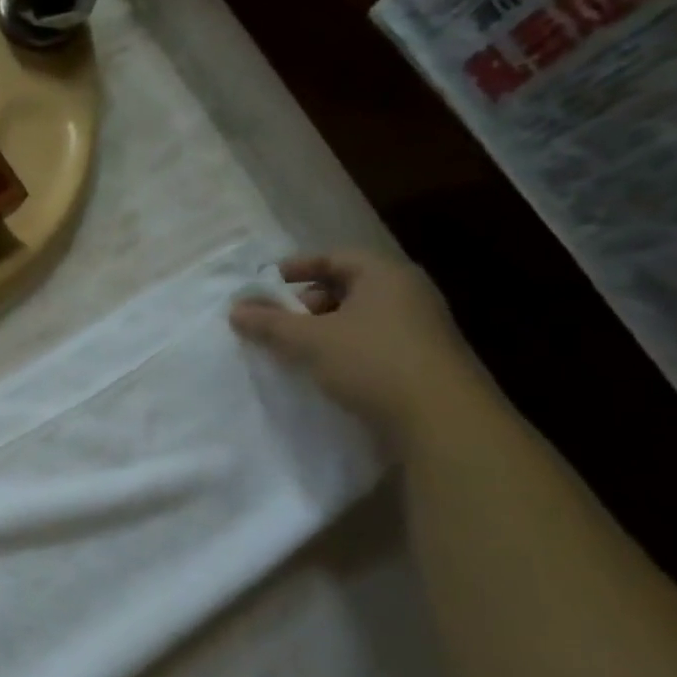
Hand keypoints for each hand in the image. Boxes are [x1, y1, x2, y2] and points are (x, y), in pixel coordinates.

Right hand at [229, 249, 489, 450]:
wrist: (441, 419)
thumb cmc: (372, 362)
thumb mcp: (310, 340)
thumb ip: (270, 323)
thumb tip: (235, 309)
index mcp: (385, 275)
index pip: (334, 257)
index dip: (296, 268)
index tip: (264, 285)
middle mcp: (406, 294)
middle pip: (345, 286)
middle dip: (305, 302)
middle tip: (277, 322)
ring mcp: (417, 327)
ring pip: (357, 317)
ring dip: (321, 329)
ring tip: (293, 349)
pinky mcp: (419, 359)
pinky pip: (370, 341)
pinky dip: (341, 348)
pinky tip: (322, 369)